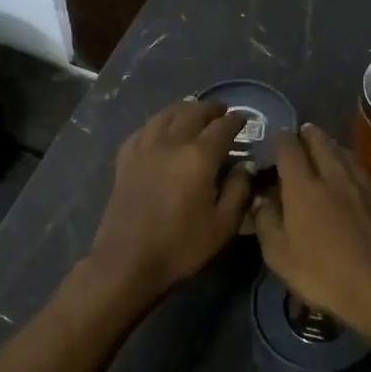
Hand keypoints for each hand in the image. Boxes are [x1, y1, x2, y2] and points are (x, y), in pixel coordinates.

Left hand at [87, 101, 254, 299]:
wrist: (128, 262)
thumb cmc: (182, 246)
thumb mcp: (223, 224)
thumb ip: (239, 190)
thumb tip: (245, 165)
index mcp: (199, 156)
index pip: (222, 127)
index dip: (236, 120)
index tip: (245, 117)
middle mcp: (171, 143)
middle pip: (192, 113)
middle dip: (210, 109)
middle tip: (221, 110)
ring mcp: (144, 150)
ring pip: (164, 116)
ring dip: (182, 109)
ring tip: (192, 111)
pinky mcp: (125, 162)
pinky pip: (141, 132)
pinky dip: (155, 124)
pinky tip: (158, 129)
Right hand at [251, 124, 370, 342]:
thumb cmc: (324, 276)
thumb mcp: (280, 257)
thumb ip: (266, 222)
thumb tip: (262, 198)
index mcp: (303, 187)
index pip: (289, 148)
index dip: (279, 140)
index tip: (274, 141)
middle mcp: (334, 176)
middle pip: (321, 142)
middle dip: (308, 134)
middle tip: (301, 134)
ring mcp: (363, 185)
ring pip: (345, 152)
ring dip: (331, 145)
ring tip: (324, 145)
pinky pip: (363, 170)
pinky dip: (352, 164)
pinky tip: (352, 172)